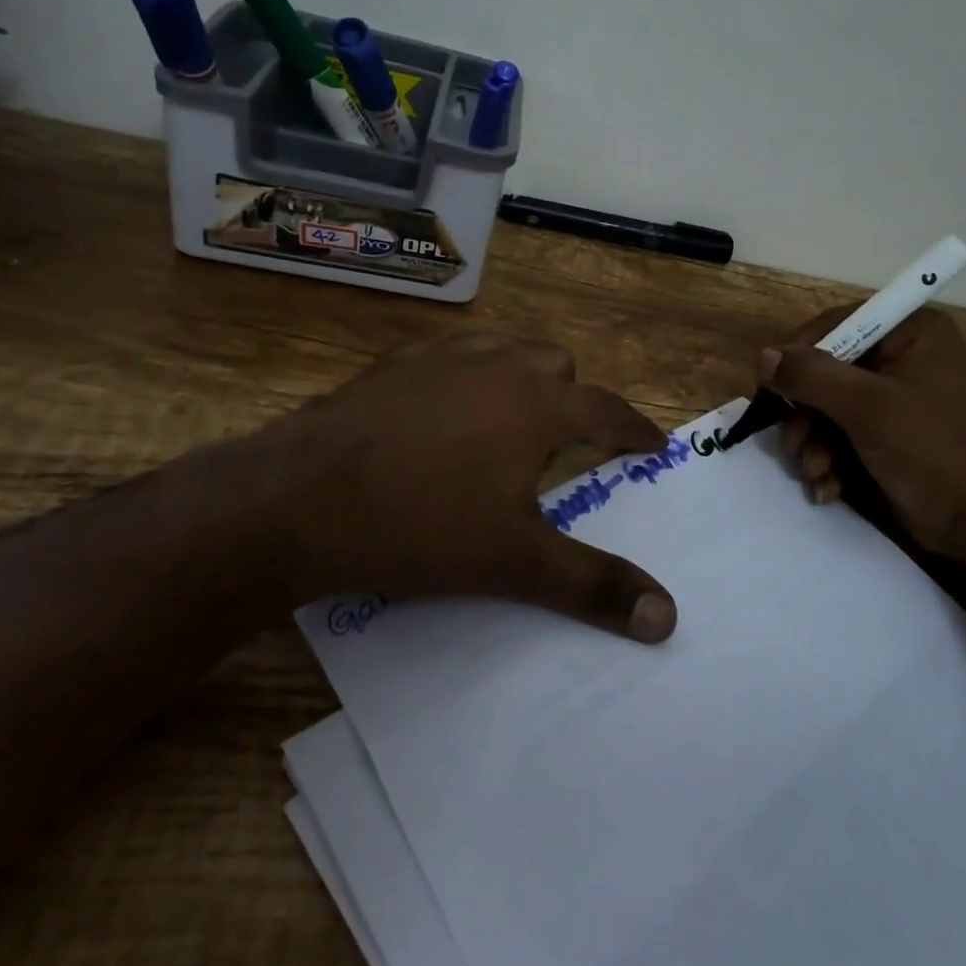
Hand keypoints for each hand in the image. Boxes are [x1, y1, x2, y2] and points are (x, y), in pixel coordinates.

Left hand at [260, 333, 678, 642]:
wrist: (298, 500)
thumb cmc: (421, 525)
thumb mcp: (514, 563)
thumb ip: (592, 585)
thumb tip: (666, 617)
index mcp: (537, 405)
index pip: (608, 409)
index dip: (636, 429)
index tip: (654, 445)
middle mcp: (497, 366)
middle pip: (557, 364)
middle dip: (573, 397)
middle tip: (564, 444)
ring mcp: (441, 357)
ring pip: (503, 348)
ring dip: (519, 377)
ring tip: (507, 420)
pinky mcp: (392, 364)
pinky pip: (447, 355)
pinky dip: (462, 377)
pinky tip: (438, 411)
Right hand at [762, 307, 965, 562]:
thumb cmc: (934, 451)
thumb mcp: (869, 408)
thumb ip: (813, 377)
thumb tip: (763, 356)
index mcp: (909, 332)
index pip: (836, 325)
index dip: (799, 354)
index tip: (771, 387)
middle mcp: (899, 357)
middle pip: (825, 370)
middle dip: (805, 414)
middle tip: (797, 445)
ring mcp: (892, 399)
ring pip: (825, 408)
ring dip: (811, 443)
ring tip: (816, 473)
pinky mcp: (885, 435)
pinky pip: (839, 435)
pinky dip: (827, 461)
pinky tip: (828, 488)